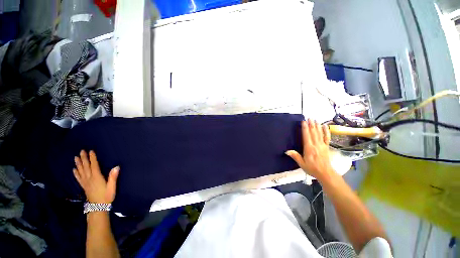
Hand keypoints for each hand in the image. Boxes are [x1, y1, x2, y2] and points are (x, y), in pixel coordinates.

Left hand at [73, 150, 118, 203]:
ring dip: (78, 164)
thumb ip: (113, 177)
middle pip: (86, 167)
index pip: (94, 166)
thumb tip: (116, 167)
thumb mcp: (112, 187)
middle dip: (84, 159)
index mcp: (97, 178)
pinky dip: (76, 173)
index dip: (92, 158)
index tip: (91, 151)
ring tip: (76, 157)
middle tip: (81, 151)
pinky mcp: (84, 186)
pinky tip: (74, 169)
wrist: (98, 207)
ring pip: (80, 171)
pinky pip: (78, 178)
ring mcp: (85, 183)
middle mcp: (89, 179)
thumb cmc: (107, 196)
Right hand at [286, 119, 334, 181]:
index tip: (304, 121)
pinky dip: (326, 131)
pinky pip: (327, 137)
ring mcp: (322, 145)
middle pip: (313, 133)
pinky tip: (325, 126)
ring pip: (319, 133)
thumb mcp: (302, 164)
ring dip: (317, 126)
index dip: (305, 128)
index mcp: (309, 148)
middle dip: (311, 125)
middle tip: (309, 118)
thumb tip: (287, 151)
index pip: (306, 136)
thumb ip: (295, 156)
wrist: (326, 173)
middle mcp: (316, 145)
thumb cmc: (312, 168)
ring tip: (315, 120)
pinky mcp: (327, 147)